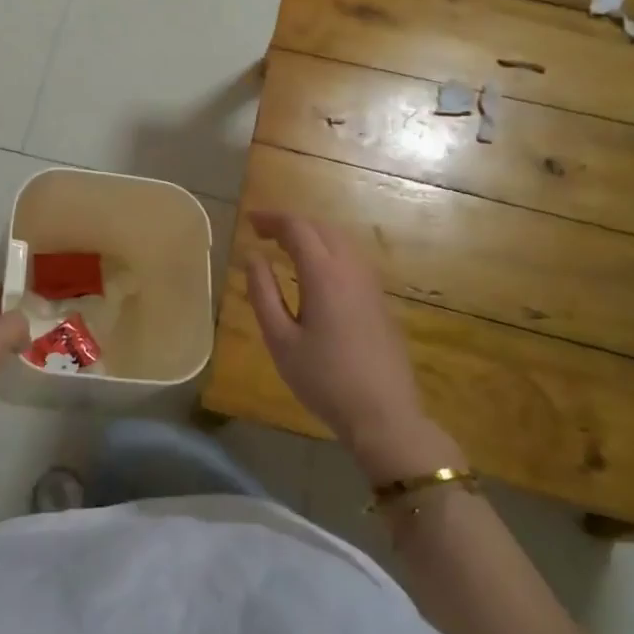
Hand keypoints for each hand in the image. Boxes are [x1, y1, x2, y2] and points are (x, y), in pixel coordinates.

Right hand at [243, 211, 465, 484]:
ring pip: (341, 241)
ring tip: (286, 248)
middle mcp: (351, 269)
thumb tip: (253, 256)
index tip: (249, 222)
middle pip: (321, 228)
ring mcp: (371, 284)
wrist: (384, 415)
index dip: (271, 219)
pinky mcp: (380, 300)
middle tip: (263, 233)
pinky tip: (315, 272)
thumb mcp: (280, 340)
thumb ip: (262, 293)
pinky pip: (352, 259)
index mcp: (324, 275)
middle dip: (291, 224)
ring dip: (312, 235)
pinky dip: (329, 251)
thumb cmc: (323, 379)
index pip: (297, 228)